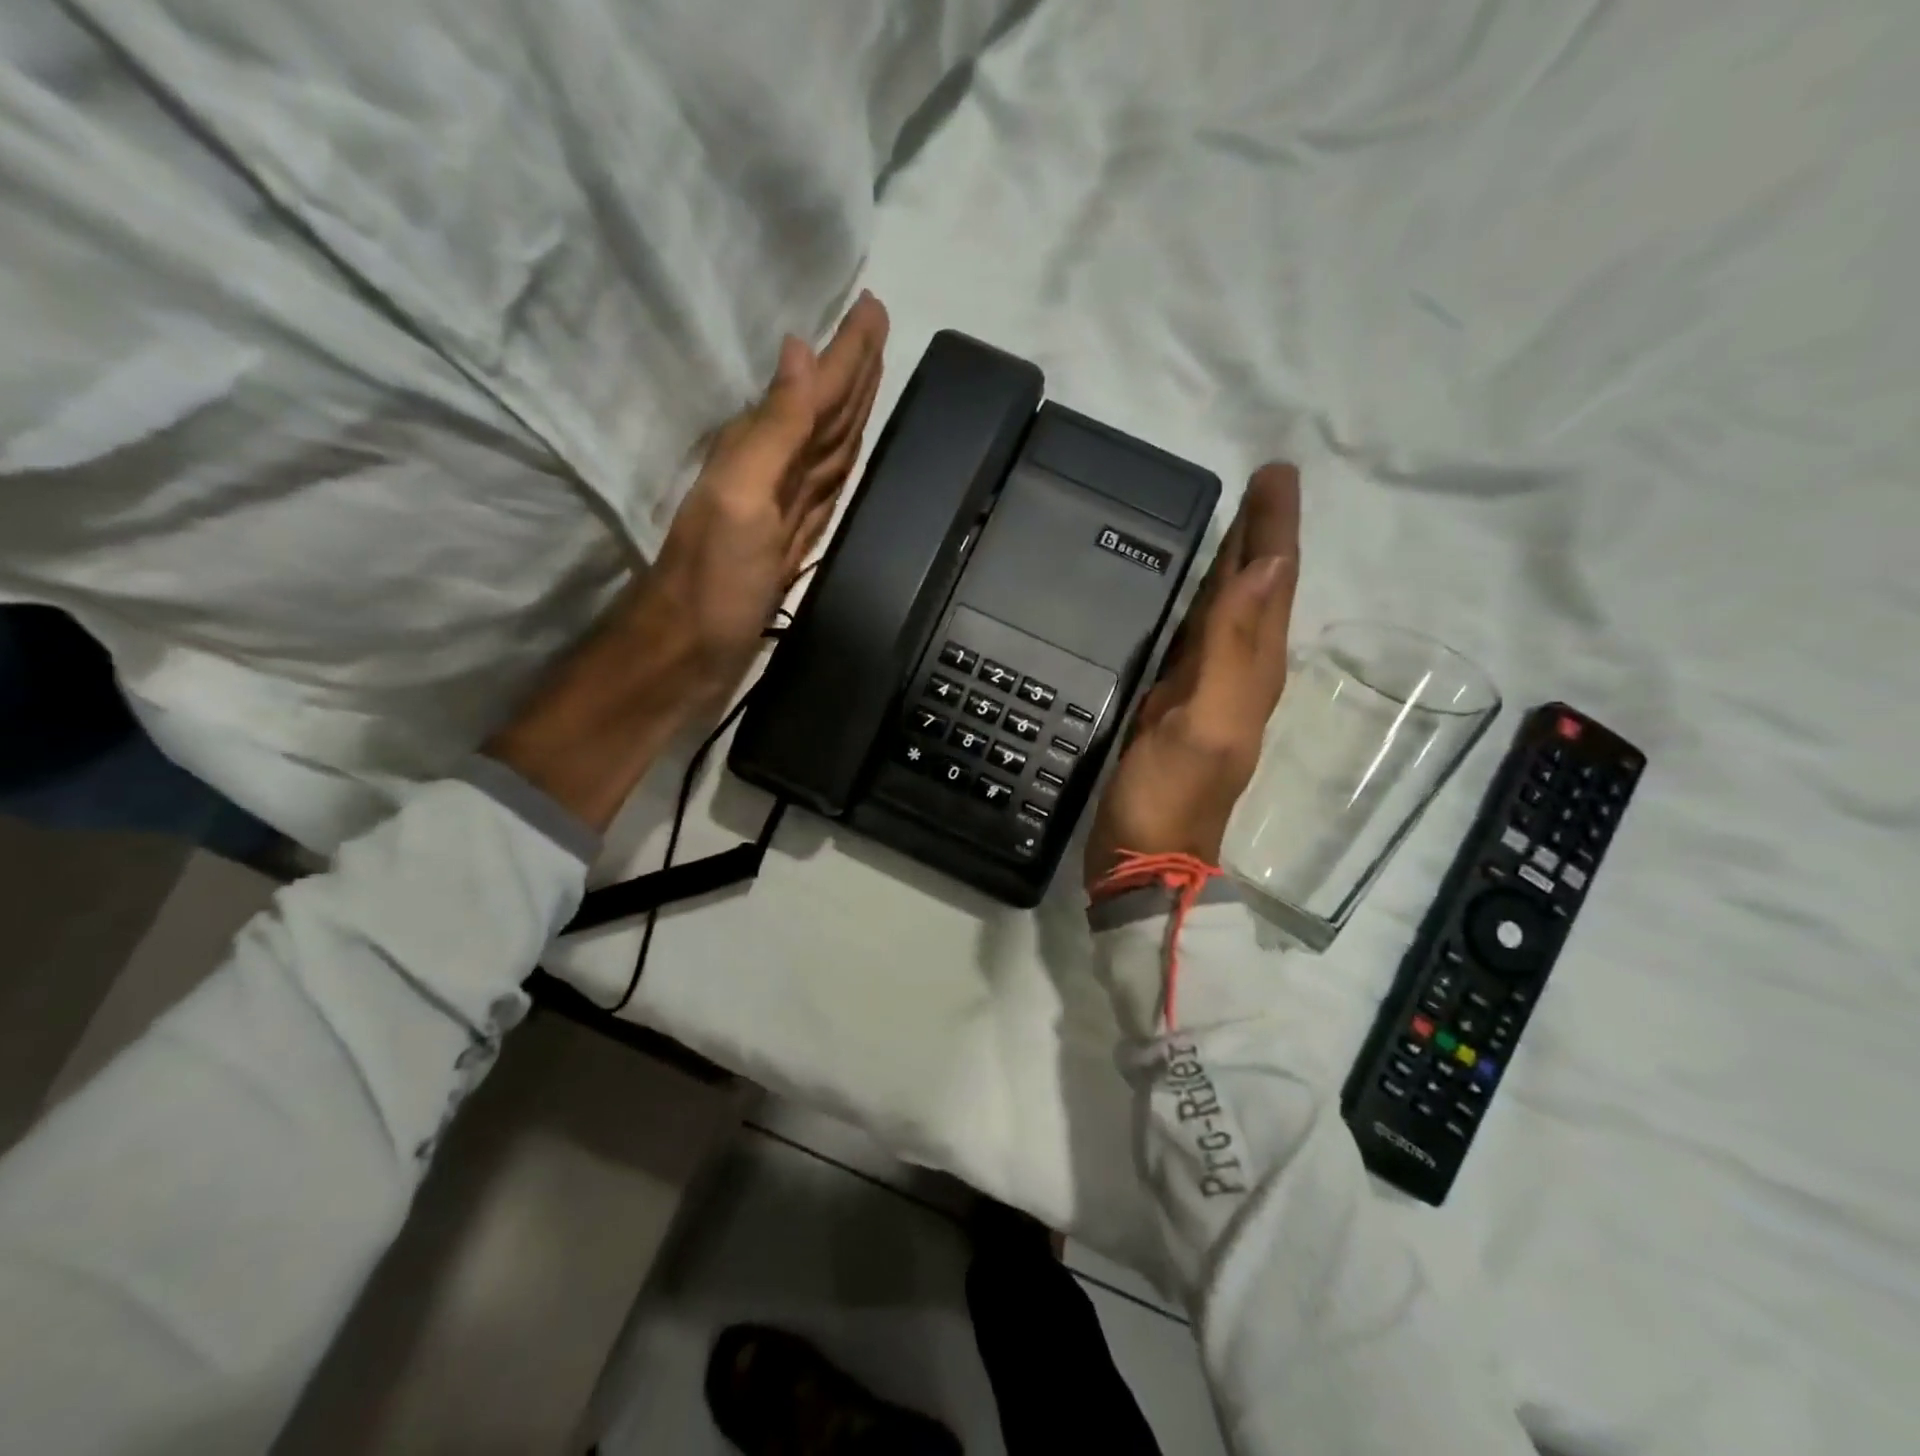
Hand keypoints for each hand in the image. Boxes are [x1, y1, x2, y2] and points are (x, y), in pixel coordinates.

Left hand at [621, 290, 890, 709]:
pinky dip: (839, 467)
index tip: (873, 307)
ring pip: (827, 448)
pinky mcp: (791, 544)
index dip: (847, 353)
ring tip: (872, 380)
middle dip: (853, 371)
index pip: (815, 391)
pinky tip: (846, 456)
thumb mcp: (741, 497)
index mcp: (762, 452)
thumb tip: (800, 350)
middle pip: (824, 412)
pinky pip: (824, 491)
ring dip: (850, 413)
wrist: (690, 653)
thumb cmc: (713, 581)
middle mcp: (774, 472)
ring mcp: (784, 510)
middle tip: (878, 329)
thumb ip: (774, 429)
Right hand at [1085, 464, 1300, 887]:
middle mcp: (1239, 673)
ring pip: (1228, 611)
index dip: (1275, 527)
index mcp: (1254, 670)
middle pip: (1257, 589)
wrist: (1143, 859)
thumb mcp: (1206, 719)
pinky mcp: (1175, 703)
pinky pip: (1195, 637)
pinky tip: (1186, 593)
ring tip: (1227, 522)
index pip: (1273, 582)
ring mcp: (1206, 689)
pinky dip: (1199, 604)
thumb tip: (1270, 565)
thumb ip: (1234, 645)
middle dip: (1261, 535)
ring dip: (1234, 564)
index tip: (1274, 474)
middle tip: (1255, 483)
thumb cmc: (1171, 795)